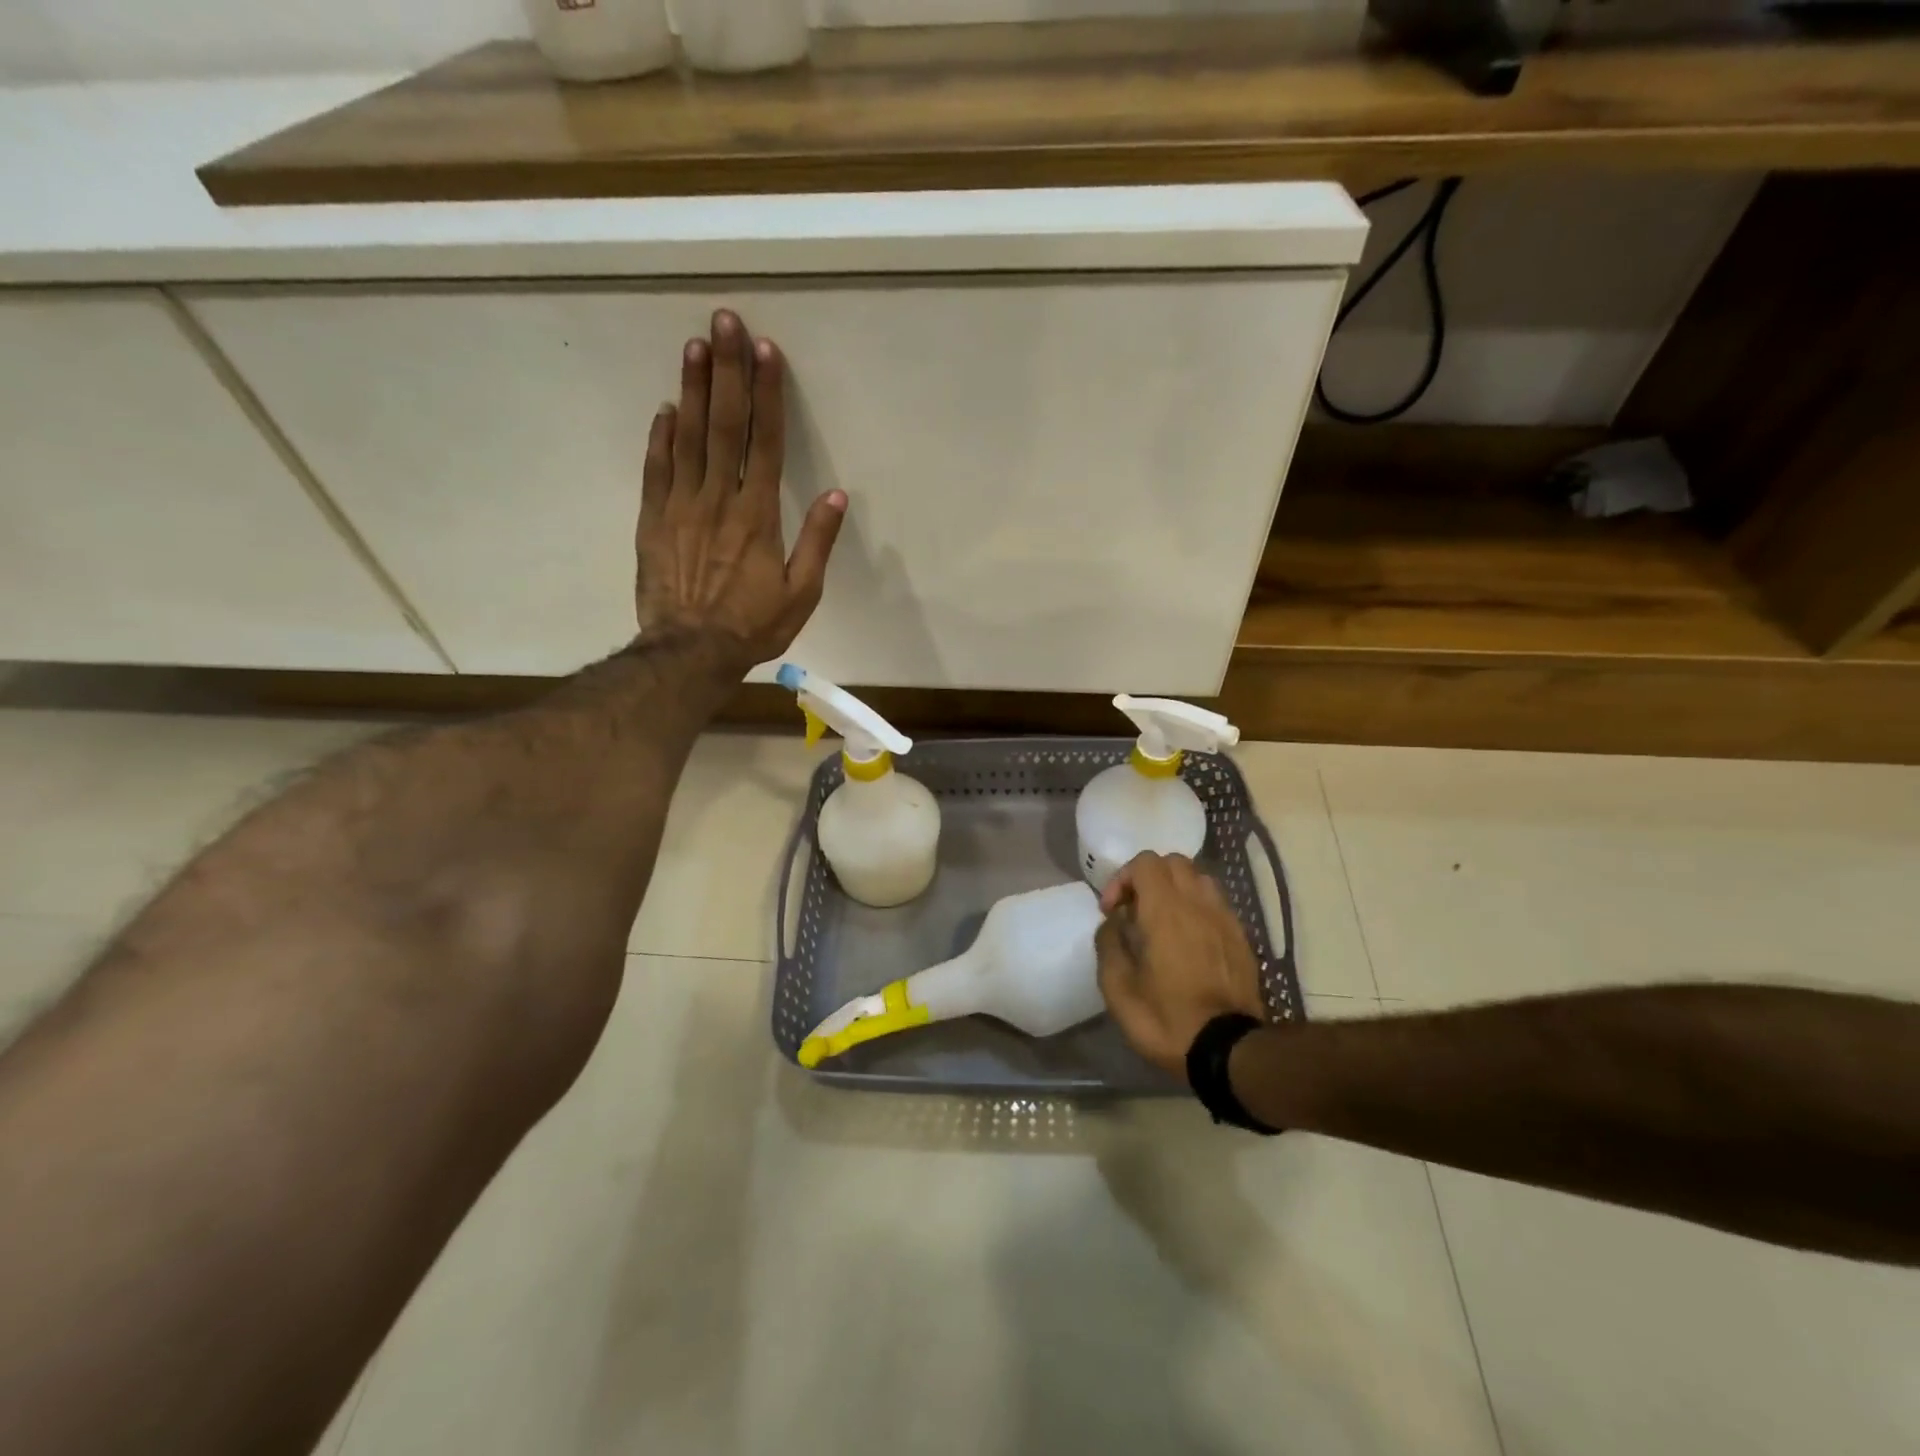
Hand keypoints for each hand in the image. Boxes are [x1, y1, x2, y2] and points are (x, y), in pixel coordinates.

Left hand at [637, 309, 845, 670]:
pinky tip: (666, 408)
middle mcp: (719, 499)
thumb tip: (836, 494)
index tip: (766, 351)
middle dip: (727, 371)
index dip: (767, 394)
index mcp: (758, 515)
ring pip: (688, 437)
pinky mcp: (653, 521)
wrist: (691, 651)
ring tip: (694, 346)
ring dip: (693, 390)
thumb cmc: (753, 625)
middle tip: (724, 322)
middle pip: (725, 426)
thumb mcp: (802, 593)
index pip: (765, 442)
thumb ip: (817, 541)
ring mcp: (681, 507)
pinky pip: (657, 470)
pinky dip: (661, 437)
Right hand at [1096, 852, 1266, 1074]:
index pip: (1145, 863)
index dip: (1122, 878)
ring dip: (1176, 889)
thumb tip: (1113, 923)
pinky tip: (1188, 939)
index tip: (1112, 911)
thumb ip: (1109, 944)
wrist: (1227, 1051)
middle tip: (1135, 909)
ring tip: (1163, 920)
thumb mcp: (1117, 988)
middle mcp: (1198, 904)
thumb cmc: (1165, 1019)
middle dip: (1149, 877)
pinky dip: (1197, 908)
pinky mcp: (1241, 938)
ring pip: (1199, 879)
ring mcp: (1224, 919)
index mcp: (1165, 910)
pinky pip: (1216, 904)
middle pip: (1175, 862)